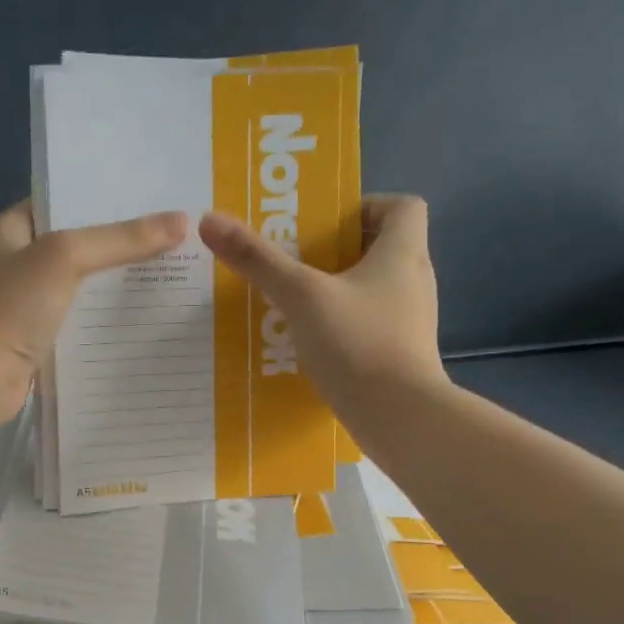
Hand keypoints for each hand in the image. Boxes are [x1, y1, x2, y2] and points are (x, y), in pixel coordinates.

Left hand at [0, 201, 189, 423]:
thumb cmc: (11, 307)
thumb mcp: (65, 257)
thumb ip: (120, 239)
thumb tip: (182, 222)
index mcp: (13, 229)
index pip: (65, 200)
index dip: (107, 196)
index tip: (155, 195)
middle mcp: (19, 261)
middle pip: (80, 244)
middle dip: (122, 242)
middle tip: (176, 235)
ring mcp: (28, 303)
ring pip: (83, 285)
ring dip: (118, 283)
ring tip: (174, 272)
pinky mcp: (39, 338)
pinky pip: (81, 320)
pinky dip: (107, 319)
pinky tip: (147, 316)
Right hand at [198, 194, 446, 402]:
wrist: (400, 418)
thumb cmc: (357, 343)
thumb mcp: (300, 295)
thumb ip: (257, 259)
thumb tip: (210, 219)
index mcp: (402, 253)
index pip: (403, 206)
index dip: (366, 205)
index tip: (324, 224)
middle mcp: (413, 281)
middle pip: (381, 246)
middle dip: (335, 249)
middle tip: (292, 259)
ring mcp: (409, 321)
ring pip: (371, 288)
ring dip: (334, 287)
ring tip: (291, 300)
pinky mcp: (400, 353)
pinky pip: (368, 322)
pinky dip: (341, 322)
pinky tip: (307, 340)